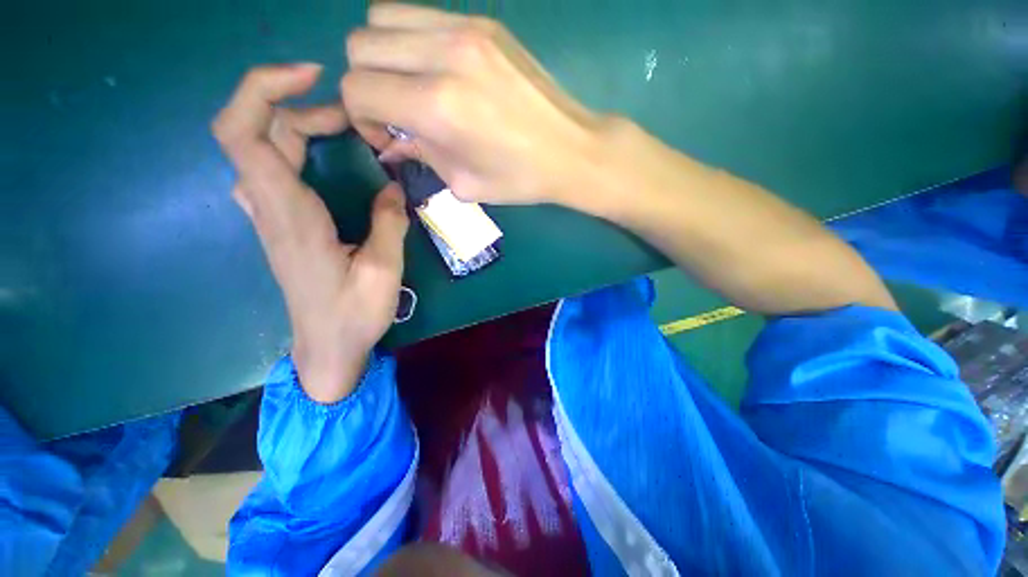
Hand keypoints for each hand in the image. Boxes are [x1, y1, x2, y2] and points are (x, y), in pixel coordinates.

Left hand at [213, 64, 408, 403]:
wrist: (327, 348)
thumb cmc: (353, 315)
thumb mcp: (383, 271)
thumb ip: (389, 223)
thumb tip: (395, 188)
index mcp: (290, 216)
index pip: (243, 133)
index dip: (264, 89)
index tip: (312, 77)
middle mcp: (269, 208)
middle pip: (256, 131)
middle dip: (300, 108)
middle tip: (353, 120)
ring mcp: (270, 217)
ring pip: (262, 148)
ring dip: (298, 126)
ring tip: (345, 131)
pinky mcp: (281, 225)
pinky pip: (271, 168)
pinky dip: (294, 147)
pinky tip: (325, 156)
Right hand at [342, 3, 613, 206]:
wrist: (571, 150)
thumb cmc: (519, 179)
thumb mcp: (463, 182)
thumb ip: (419, 156)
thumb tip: (389, 144)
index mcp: (436, 105)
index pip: (357, 89)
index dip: (359, 118)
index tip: (386, 138)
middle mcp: (443, 55)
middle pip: (360, 45)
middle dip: (365, 84)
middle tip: (394, 113)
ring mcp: (465, 29)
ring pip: (382, 19)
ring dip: (384, 56)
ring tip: (412, 88)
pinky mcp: (484, 22)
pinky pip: (420, 16)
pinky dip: (411, 41)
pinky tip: (436, 71)